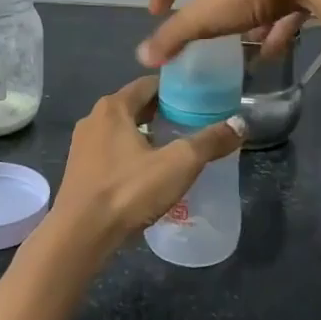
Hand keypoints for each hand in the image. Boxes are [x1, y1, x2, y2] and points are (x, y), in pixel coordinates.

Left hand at [50, 76, 243, 253]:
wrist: (80, 235)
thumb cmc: (128, 190)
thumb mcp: (178, 164)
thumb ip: (210, 142)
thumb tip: (241, 123)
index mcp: (114, 107)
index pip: (149, 84)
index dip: (175, 88)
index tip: (200, 97)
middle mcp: (94, 118)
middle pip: (135, 106)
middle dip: (163, 112)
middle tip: (193, 122)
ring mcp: (82, 145)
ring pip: (122, 130)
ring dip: (146, 134)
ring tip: (174, 148)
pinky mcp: (80, 171)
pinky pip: (111, 152)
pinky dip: (131, 154)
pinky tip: (148, 173)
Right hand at [138, 0, 320, 66]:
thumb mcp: (210, 14)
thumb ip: (176, 34)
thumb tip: (142, 56)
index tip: (156, 12)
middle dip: (208, 1)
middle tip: (202, 24)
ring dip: (243, 16)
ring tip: (241, 42)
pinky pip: (281, 2)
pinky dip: (273, 25)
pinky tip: (272, 50)